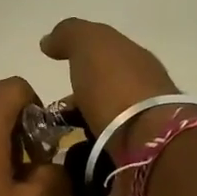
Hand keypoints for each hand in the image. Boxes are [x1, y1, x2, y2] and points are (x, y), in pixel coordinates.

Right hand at [40, 18, 182, 153]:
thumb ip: (69, 35)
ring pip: (105, 124)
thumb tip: (49, 41)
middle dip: (79, 101)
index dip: (80, 63)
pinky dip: (90, 153)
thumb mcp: (89, 45)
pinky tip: (74, 159)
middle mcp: (144, 90)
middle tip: (51, 116)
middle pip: (105, 92)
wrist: (147, 142)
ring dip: (83, 129)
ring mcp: (145, 126)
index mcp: (136, 60)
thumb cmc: (116, 86)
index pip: (105, 57)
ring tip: (57, 141)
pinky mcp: (140, 158)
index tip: (56, 78)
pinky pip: (107, 151)